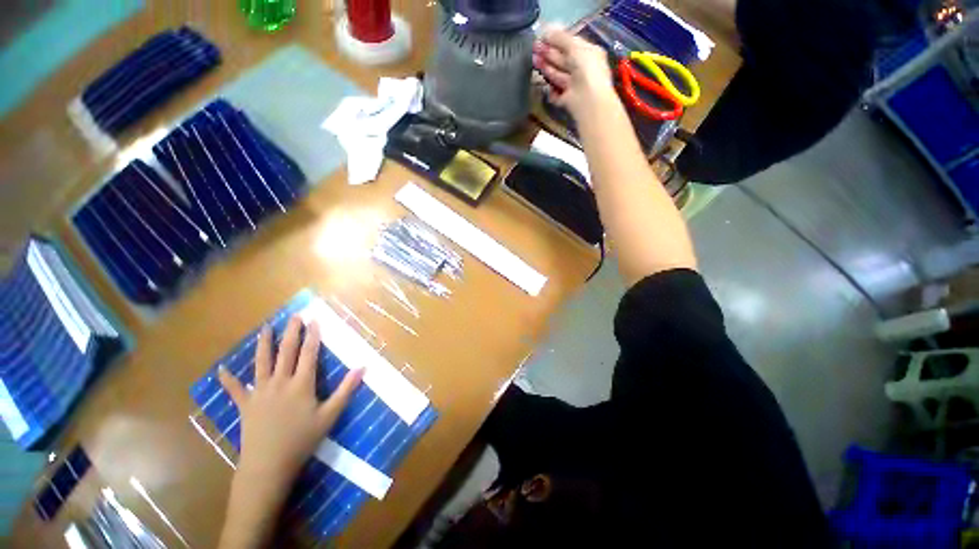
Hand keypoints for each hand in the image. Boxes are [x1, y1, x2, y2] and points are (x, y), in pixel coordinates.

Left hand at [219, 316, 362, 492]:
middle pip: (286, 352)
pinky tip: (222, 370)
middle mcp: (280, 382)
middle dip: (291, 332)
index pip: (309, 354)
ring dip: (264, 344)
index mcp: (302, 384)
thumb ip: (346, 390)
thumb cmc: (302, 439)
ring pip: (262, 363)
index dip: (312, 336)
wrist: (268, 465)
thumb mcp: (330, 415)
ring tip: (265, 329)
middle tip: (294, 316)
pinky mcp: (245, 405)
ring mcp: (260, 392)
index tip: (314, 320)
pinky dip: (229, 379)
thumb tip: (363, 367)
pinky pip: (235, 390)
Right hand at [533, 26, 616, 119]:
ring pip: (558, 75)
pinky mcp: (567, 100)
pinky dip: (550, 91)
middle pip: (563, 60)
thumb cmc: (586, 68)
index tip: (543, 38)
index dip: (557, 41)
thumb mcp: (574, 46)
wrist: (587, 99)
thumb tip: (547, 32)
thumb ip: (560, 38)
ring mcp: (574, 86)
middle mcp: (582, 69)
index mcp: (589, 53)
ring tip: (534, 61)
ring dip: (546, 68)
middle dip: (549, 54)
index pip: (571, 44)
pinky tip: (544, 85)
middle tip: (535, 49)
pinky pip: (556, 94)